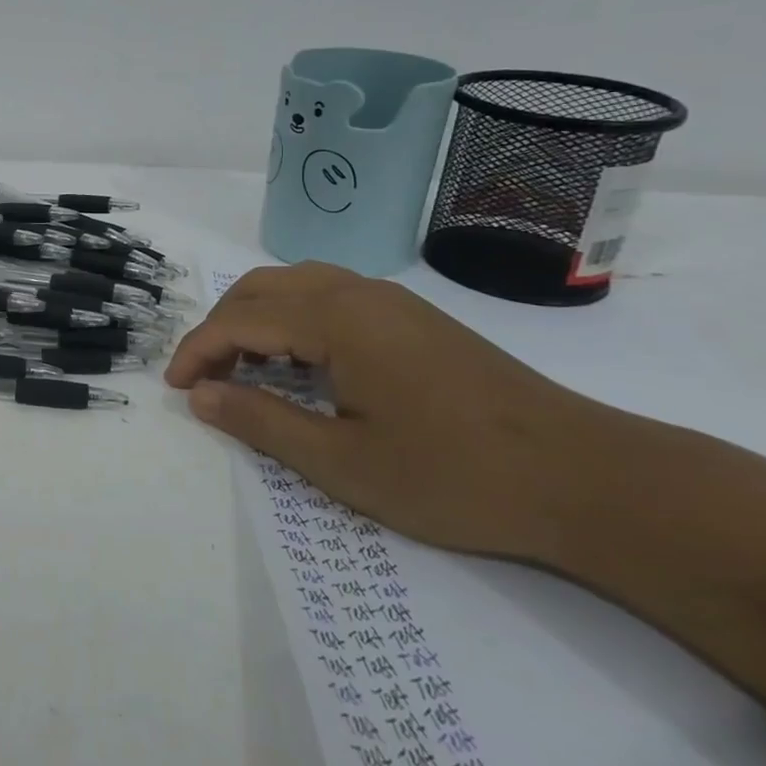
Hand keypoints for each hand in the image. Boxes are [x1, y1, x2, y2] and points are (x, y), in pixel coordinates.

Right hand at [165, 263, 601, 560]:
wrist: (589, 480)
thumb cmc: (456, 476)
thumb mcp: (343, 463)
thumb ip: (261, 422)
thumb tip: (200, 396)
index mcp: (337, 319)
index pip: (240, 319)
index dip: (198, 350)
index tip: (175, 388)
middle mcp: (358, 292)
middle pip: (261, 289)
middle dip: (219, 328)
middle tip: (202, 377)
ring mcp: (391, 301)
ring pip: (295, 285)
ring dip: (254, 318)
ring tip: (242, 367)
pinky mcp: (415, 318)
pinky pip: (329, 296)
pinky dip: (291, 319)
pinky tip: (299, 362)